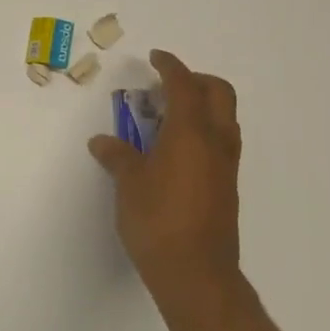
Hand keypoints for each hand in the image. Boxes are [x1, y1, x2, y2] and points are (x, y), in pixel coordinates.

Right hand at [89, 49, 242, 294]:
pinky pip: (220, 142)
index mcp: (191, 133)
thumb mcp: (129, 185)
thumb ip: (118, 157)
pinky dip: (202, 131)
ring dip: (202, 106)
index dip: (170, 67)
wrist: (196, 273)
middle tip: (166, 87)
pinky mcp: (227, 186)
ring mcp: (226, 165)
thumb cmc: (157, 221)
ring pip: (224, 118)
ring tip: (167, 119)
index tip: (156, 57)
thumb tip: (103, 142)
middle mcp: (216, 142)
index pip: (184, 85)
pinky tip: (174, 152)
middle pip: (219, 93)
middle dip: (195, 80)